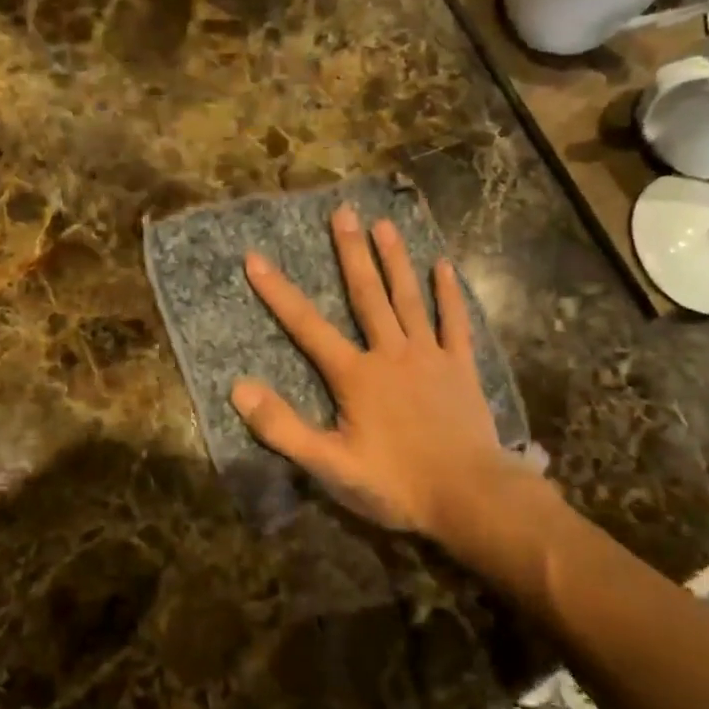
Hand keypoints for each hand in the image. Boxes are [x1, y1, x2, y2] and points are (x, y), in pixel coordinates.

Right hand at [230, 203, 520, 536]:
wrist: (470, 496)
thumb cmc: (396, 483)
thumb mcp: (329, 465)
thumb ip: (283, 427)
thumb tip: (238, 388)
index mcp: (356, 375)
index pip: (307, 326)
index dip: (278, 292)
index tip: (255, 257)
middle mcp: (391, 354)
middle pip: (367, 295)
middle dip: (351, 253)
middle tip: (344, 211)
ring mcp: (430, 357)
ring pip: (409, 299)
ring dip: (395, 260)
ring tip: (384, 224)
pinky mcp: (461, 368)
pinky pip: (455, 323)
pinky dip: (449, 295)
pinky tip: (444, 266)